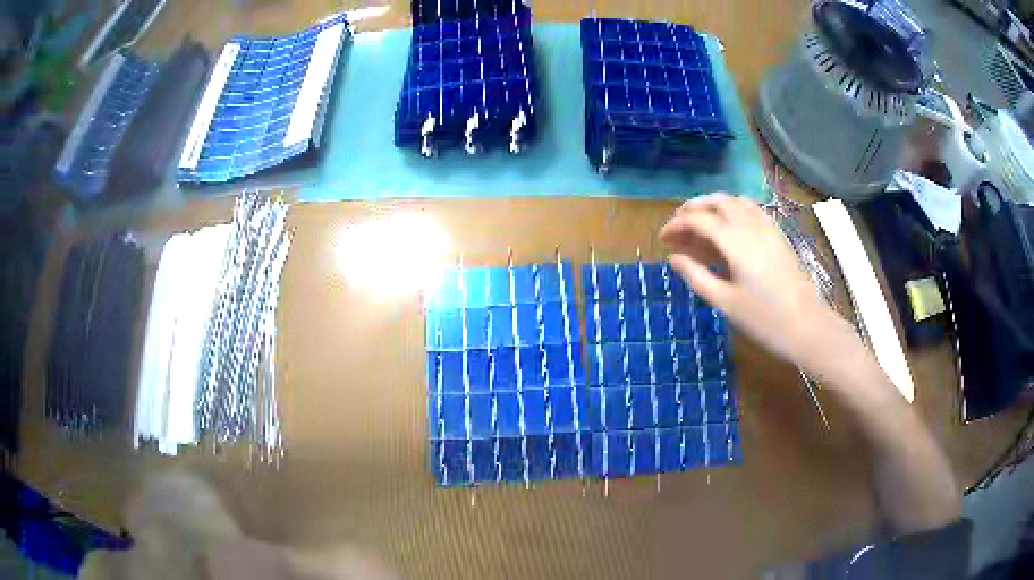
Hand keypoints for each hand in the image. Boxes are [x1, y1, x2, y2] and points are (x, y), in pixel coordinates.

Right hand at [660, 193, 843, 367]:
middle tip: (678, 226)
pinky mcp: (778, 234)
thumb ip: (696, 276)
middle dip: (693, 208)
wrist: (808, 326)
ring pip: (735, 201)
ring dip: (713, 205)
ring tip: (700, 223)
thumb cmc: (764, 319)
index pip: (698, 219)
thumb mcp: (725, 302)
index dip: (677, 224)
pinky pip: (751, 208)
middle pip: (717, 201)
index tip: (663, 238)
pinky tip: (730, 226)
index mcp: (735, 241)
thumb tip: (673, 258)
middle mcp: (750, 225)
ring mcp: (767, 227)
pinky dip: (734, 209)